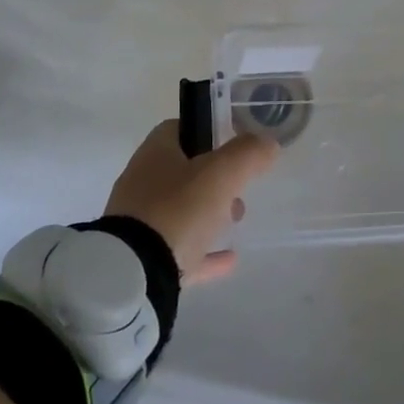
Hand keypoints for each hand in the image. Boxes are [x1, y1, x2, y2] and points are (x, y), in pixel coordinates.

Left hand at [104, 120, 277, 284]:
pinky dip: (204, 251)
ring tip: (236, 221)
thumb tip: (268, 143)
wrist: (135, 274)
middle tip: (240, 190)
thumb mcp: (221, 174)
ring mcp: (140, 222)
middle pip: (182, 171)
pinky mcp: (143, 259)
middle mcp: (142, 183)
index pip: (178, 128)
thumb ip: (248, 153)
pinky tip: (229, 259)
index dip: (207, 131)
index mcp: (155, 154)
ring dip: (209, 213)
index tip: (234, 144)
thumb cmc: (177, 210)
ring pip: (180, 210)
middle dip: (214, 179)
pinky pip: (180, 249)